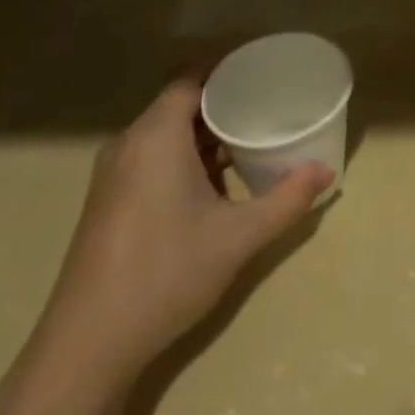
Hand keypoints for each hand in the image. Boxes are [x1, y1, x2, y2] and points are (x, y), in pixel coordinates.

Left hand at [40, 73, 330, 380]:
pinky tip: (214, 183)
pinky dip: (183, 156)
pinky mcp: (108, 200)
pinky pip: (150, 157)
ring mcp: (113, 174)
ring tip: (249, 141)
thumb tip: (326, 172)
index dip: (225, 70)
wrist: (89, 343)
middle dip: (222, 103)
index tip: (262, 73)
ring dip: (203, 134)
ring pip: (164, 134)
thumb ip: (287, 200)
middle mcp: (129, 144)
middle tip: (267, 107)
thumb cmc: (167, 273)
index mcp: (155, 137)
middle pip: (178, 104)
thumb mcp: (239, 236)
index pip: (190, 79)